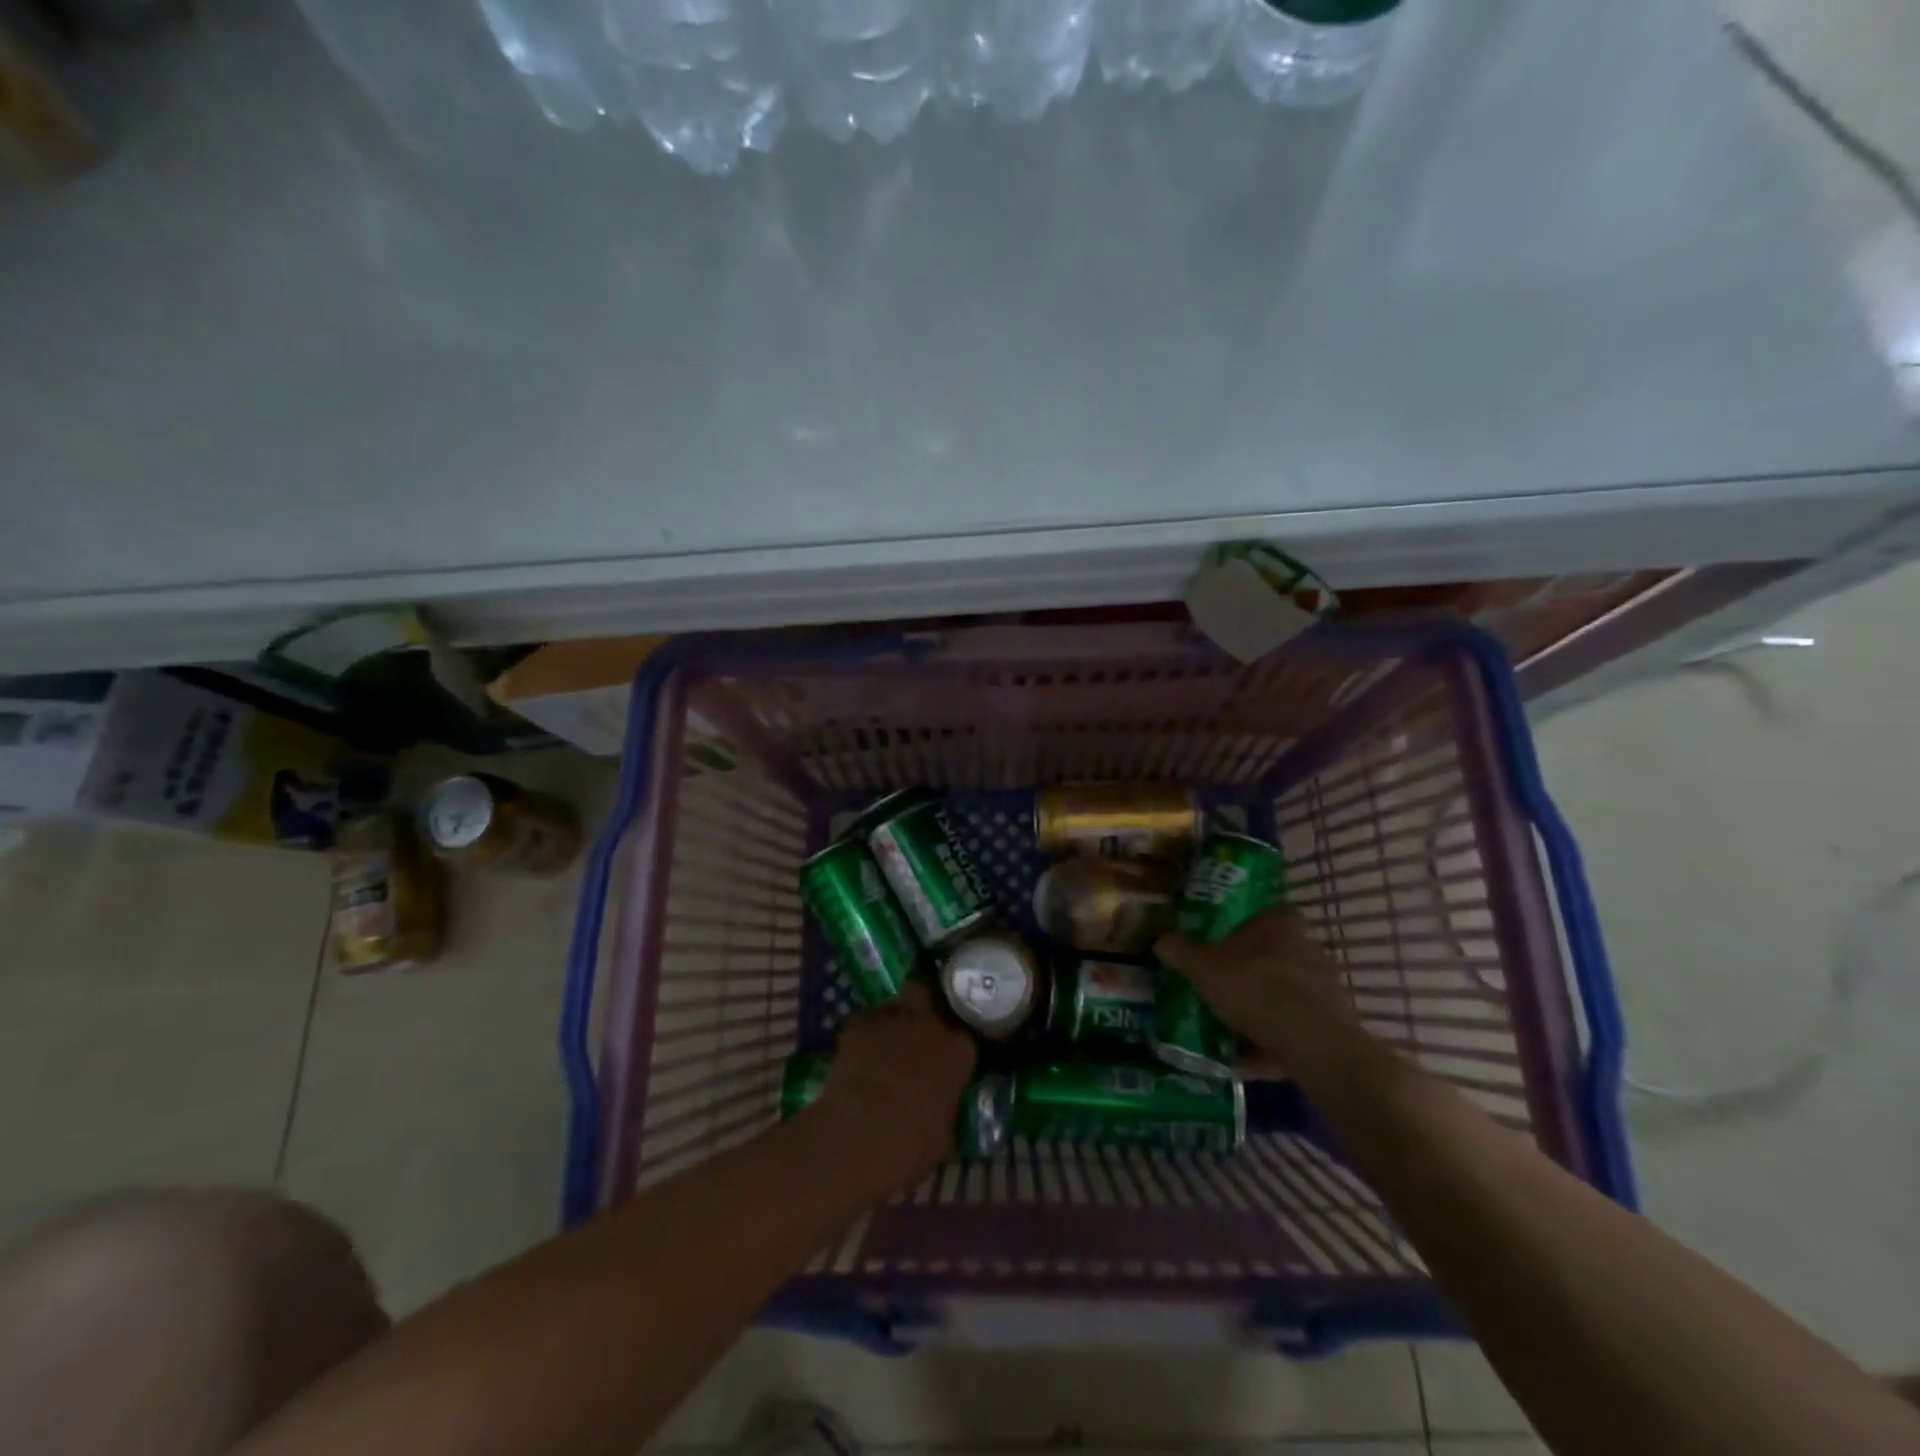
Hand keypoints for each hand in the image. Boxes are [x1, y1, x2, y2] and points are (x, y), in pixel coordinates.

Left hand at [814, 982, 977, 1189]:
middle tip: (914, 1030)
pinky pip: (864, 1022)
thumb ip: (945, 1107)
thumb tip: (940, 1107)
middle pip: (927, 994)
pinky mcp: (858, 1023)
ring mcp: (893, 1017)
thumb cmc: (914, 1142)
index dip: (951, 1047)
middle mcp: (929, 1024)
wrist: (864, 1131)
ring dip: (891, 1022)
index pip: (962, 1036)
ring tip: (881, 1047)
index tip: (945, 1061)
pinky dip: (863, 1035)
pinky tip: (857, 1057)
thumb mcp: (945, 1133)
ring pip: (894, 1005)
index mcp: (958, 1050)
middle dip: (921, 1006)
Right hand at [1155, 906, 1360, 1065]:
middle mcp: (1310, 948)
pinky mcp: (1335, 1025)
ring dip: (1263, 1011)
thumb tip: (1161, 940)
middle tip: (1222, 993)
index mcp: (1281, 925)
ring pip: (1286, 995)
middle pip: (1274, 957)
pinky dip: (1273, 1043)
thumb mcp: (1203, 968)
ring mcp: (1327, 987)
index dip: (1243, 932)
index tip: (1223, 951)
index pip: (1265, 917)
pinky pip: (1296, 1030)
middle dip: (1251, 975)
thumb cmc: (1255, 989)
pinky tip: (1247, 1062)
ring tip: (1231, 1033)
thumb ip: (1181, 952)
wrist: (1313, 1043)